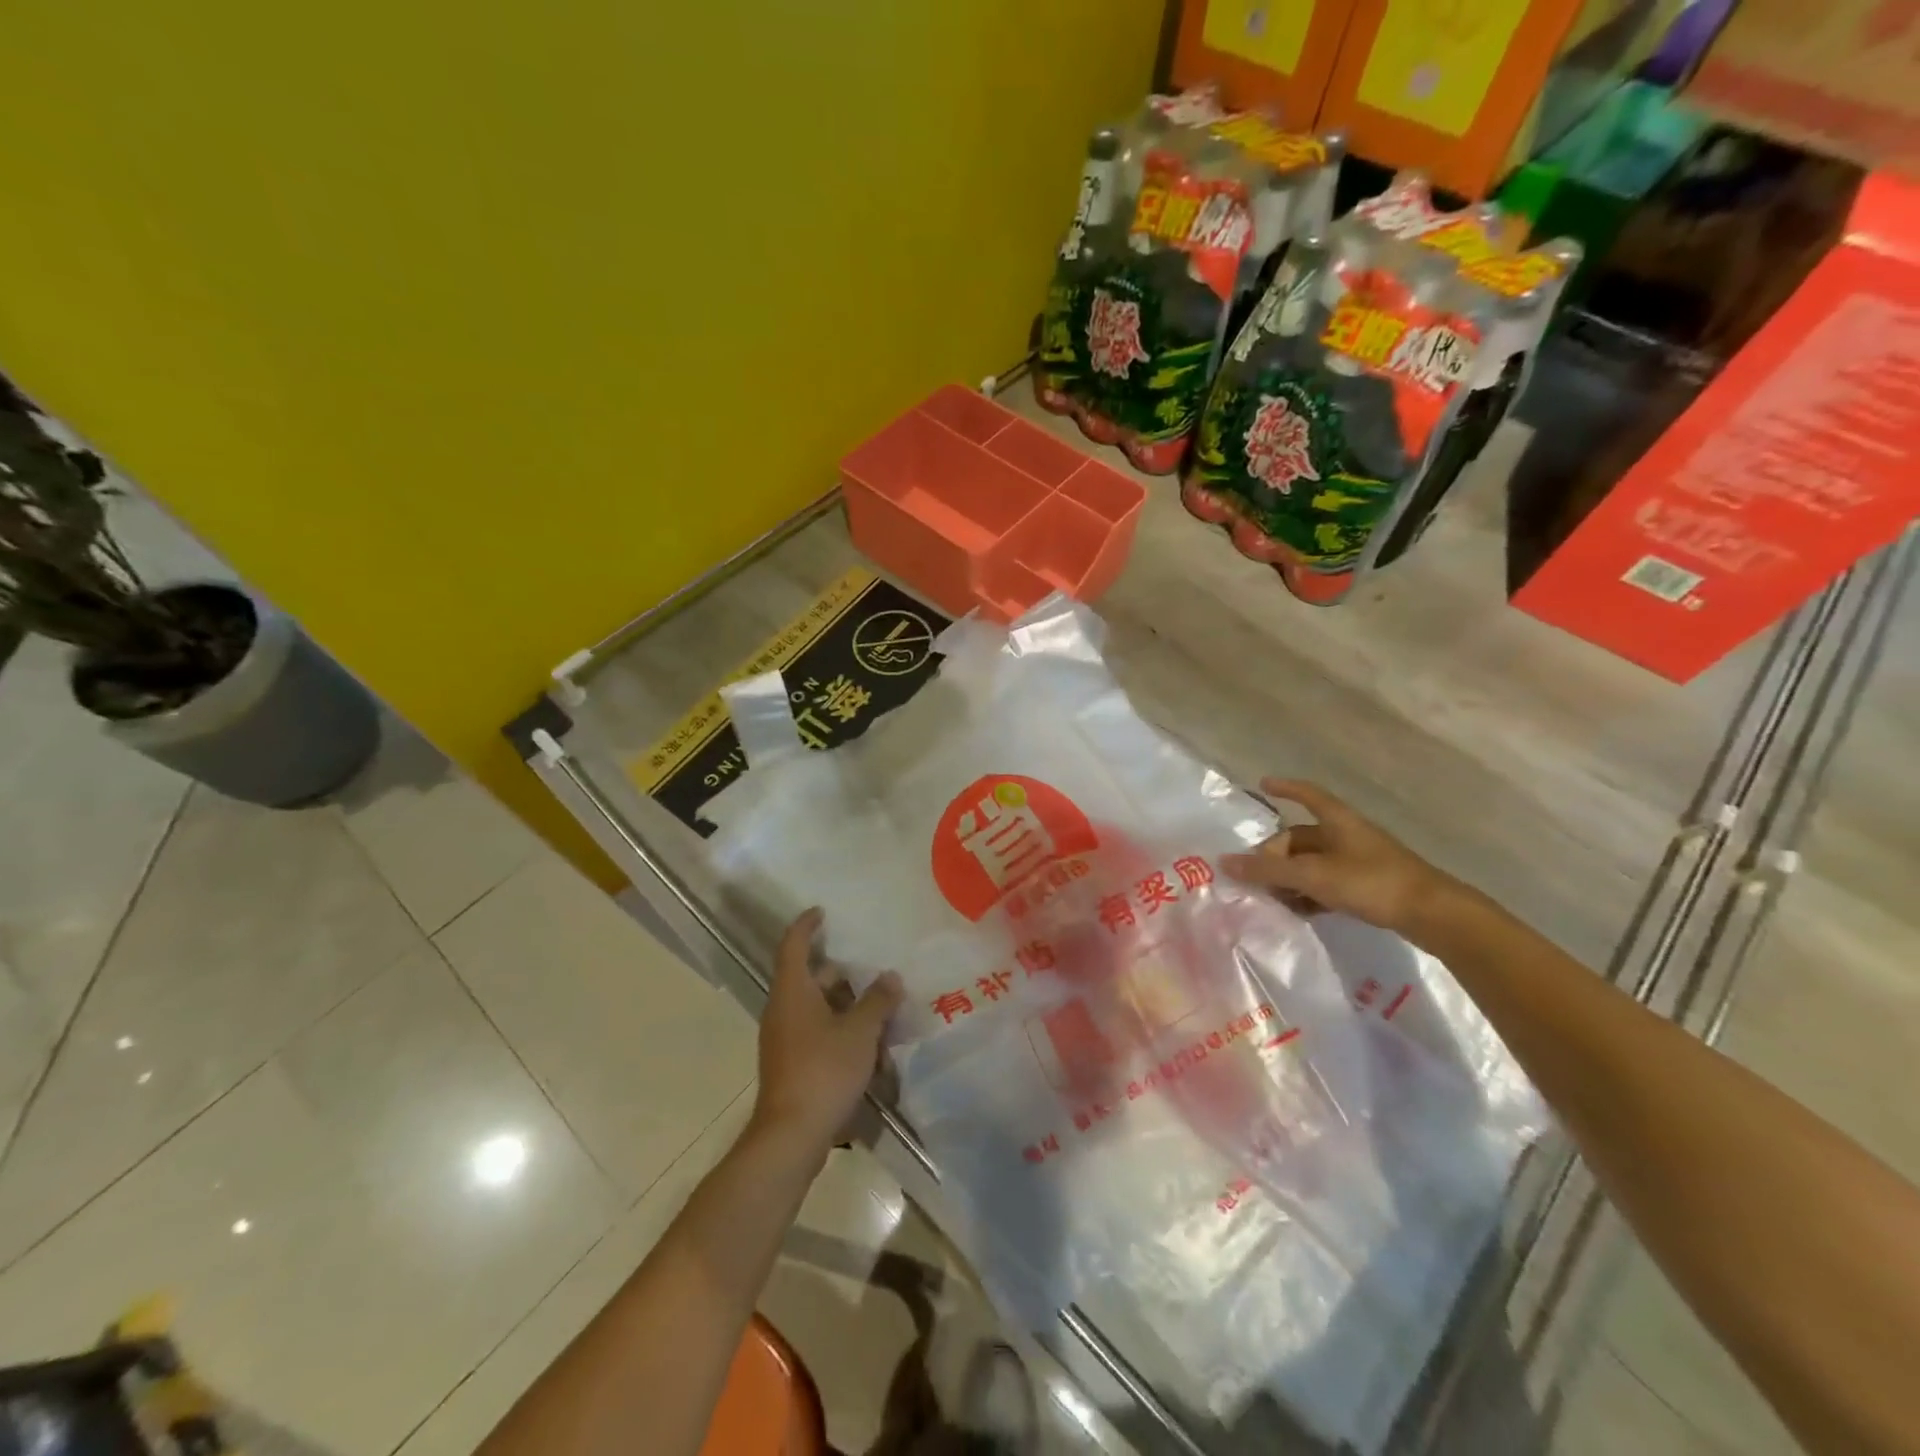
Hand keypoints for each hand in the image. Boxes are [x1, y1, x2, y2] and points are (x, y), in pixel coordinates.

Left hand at [751, 909, 902, 1157]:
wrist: (791, 1136)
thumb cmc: (823, 1070)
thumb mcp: (860, 1032)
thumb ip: (877, 1001)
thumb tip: (890, 977)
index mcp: (792, 992)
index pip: (793, 945)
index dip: (806, 925)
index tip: (821, 912)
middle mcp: (783, 1010)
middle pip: (807, 977)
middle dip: (837, 969)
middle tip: (867, 963)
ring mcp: (784, 1039)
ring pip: (814, 1006)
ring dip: (842, 1001)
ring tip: (876, 1001)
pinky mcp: (791, 1064)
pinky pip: (815, 1031)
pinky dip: (838, 1026)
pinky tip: (867, 1040)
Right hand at [1221, 779, 1457, 937]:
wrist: (1433, 915)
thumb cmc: (1371, 882)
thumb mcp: (1312, 875)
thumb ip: (1267, 871)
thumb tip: (1223, 862)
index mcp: (1337, 821)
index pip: (1307, 794)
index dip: (1285, 788)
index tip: (1263, 784)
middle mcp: (1347, 835)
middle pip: (1301, 837)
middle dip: (1275, 855)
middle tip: (1255, 876)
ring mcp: (1359, 861)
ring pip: (1312, 863)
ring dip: (1289, 878)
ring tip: (1271, 897)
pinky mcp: (1368, 886)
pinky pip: (1327, 883)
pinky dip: (1308, 893)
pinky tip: (1297, 910)